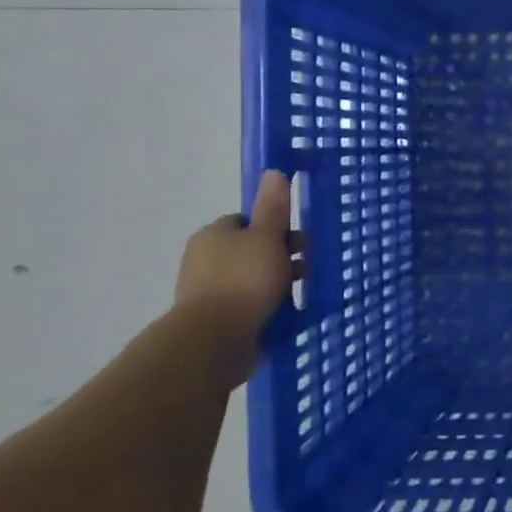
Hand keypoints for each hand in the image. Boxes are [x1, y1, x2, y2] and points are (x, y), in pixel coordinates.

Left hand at [173, 170, 300, 343]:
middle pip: (251, 250)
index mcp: (213, 235)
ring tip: (301, 293)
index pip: (246, 221)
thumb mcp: (266, 238)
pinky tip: (287, 313)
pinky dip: (267, 307)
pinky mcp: (217, 320)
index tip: (296, 240)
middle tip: (306, 267)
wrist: (214, 340)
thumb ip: (273, 207)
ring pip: (252, 279)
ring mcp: (209, 292)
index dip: (273, 227)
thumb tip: (274, 171)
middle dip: (280, 257)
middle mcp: (206, 260)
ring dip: (277, 283)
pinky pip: (249, 306)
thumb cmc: (243, 280)